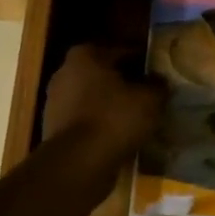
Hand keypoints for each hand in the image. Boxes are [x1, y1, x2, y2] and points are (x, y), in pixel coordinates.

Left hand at [43, 44, 164, 157]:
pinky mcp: (54, 129)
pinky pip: (85, 121)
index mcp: (85, 55)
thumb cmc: (114, 119)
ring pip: (94, 99)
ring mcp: (55, 102)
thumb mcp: (149, 99)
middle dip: (126, 85)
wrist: (78, 163)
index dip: (144, 64)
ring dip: (112, 106)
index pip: (123, 52)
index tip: (159, 76)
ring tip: (138, 120)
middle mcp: (64, 72)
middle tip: (150, 97)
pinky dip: (101, 125)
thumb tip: (160, 83)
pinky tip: (120, 136)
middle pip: (105, 75)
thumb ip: (158, 86)